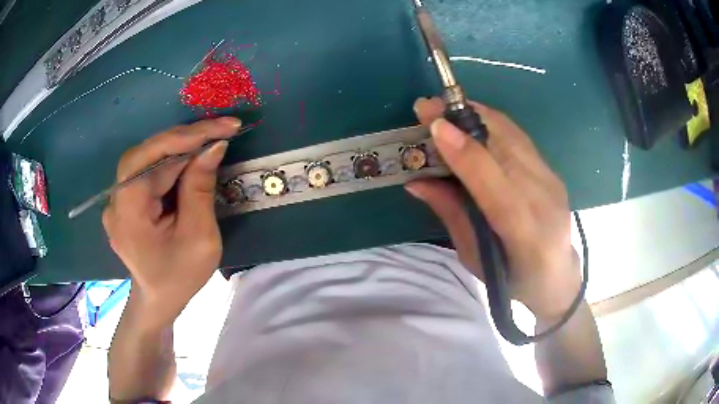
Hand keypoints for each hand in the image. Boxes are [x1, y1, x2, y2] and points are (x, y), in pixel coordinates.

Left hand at [102, 117, 240, 327]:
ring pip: (148, 156)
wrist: (158, 298)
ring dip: (180, 146)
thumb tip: (213, 146)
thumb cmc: (179, 277)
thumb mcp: (199, 239)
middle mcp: (116, 199)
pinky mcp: (125, 197)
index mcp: (128, 213)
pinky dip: (172, 160)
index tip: (225, 128)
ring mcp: (118, 197)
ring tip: (211, 140)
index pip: (152, 159)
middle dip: (186, 138)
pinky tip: (191, 159)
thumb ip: (200, 189)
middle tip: (222, 129)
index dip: (188, 139)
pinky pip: (148, 169)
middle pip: (147, 152)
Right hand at [408, 98, 579, 321]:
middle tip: (427, 106)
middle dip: (464, 120)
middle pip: (506, 147)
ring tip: (444, 107)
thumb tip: (417, 181)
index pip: (495, 185)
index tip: (434, 125)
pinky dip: (490, 122)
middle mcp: (544, 199)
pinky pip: (518, 137)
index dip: (465, 152)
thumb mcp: (474, 257)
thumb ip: (451, 214)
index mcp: (524, 235)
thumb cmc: (512, 279)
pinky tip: (470, 119)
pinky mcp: (551, 170)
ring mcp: (551, 180)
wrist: (558, 277)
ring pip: (513, 135)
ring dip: (475, 114)